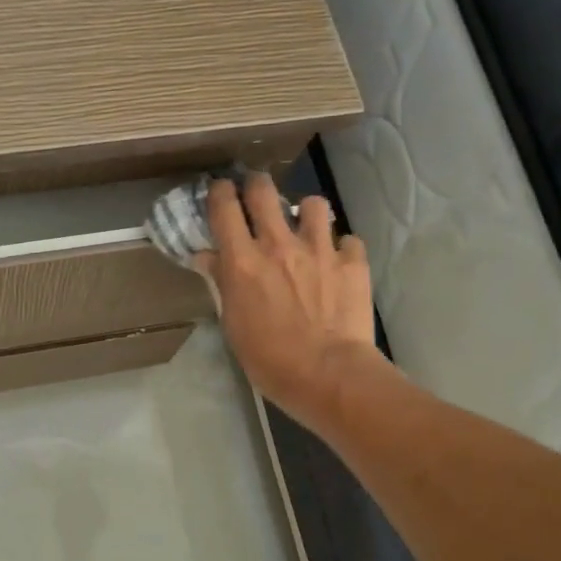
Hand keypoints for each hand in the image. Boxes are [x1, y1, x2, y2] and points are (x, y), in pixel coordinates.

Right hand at [194, 175, 379, 429]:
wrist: (328, 374)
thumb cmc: (269, 358)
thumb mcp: (233, 324)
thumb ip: (221, 284)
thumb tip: (207, 257)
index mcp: (243, 261)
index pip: (224, 207)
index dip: (219, 192)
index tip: (219, 191)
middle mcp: (279, 244)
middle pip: (263, 191)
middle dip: (256, 185)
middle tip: (256, 194)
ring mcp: (320, 249)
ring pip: (313, 204)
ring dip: (305, 212)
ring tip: (305, 227)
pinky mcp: (353, 262)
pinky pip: (348, 240)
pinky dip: (341, 248)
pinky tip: (337, 264)